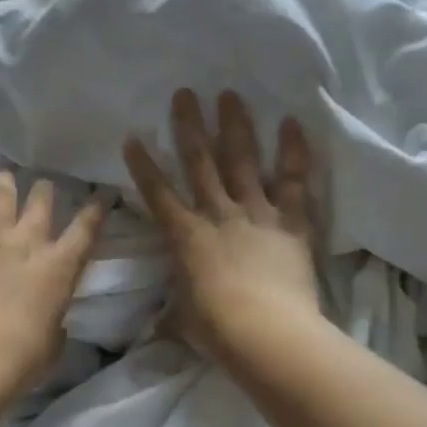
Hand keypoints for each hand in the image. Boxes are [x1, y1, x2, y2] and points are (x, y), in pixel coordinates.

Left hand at [0, 168, 107, 391]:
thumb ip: (55, 321)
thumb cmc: (23, 358)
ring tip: (4, 175)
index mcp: (59, 267)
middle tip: (44, 186)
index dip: (96, 210)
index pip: (86, 230)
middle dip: (44, 191)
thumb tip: (52, 320)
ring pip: (0, 196)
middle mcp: (27, 242)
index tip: (102, 193)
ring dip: (4, 184)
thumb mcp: (54, 340)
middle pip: (41, 202)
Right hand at [123, 89, 320, 363]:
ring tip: (230, 95)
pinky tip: (292, 122)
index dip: (143, 165)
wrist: (266, 333)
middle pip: (200, 162)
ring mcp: (256, 213)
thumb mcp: (183, 322)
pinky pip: (294, 181)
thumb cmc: (216, 329)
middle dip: (189, 126)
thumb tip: (153, 331)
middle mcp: (217, 214)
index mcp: (185, 236)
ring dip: (235, 126)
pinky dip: (294, 152)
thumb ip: (170, 316)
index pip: (157, 193)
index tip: (133, 137)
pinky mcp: (291, 222)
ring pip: (242, 161)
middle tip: (185, 93)